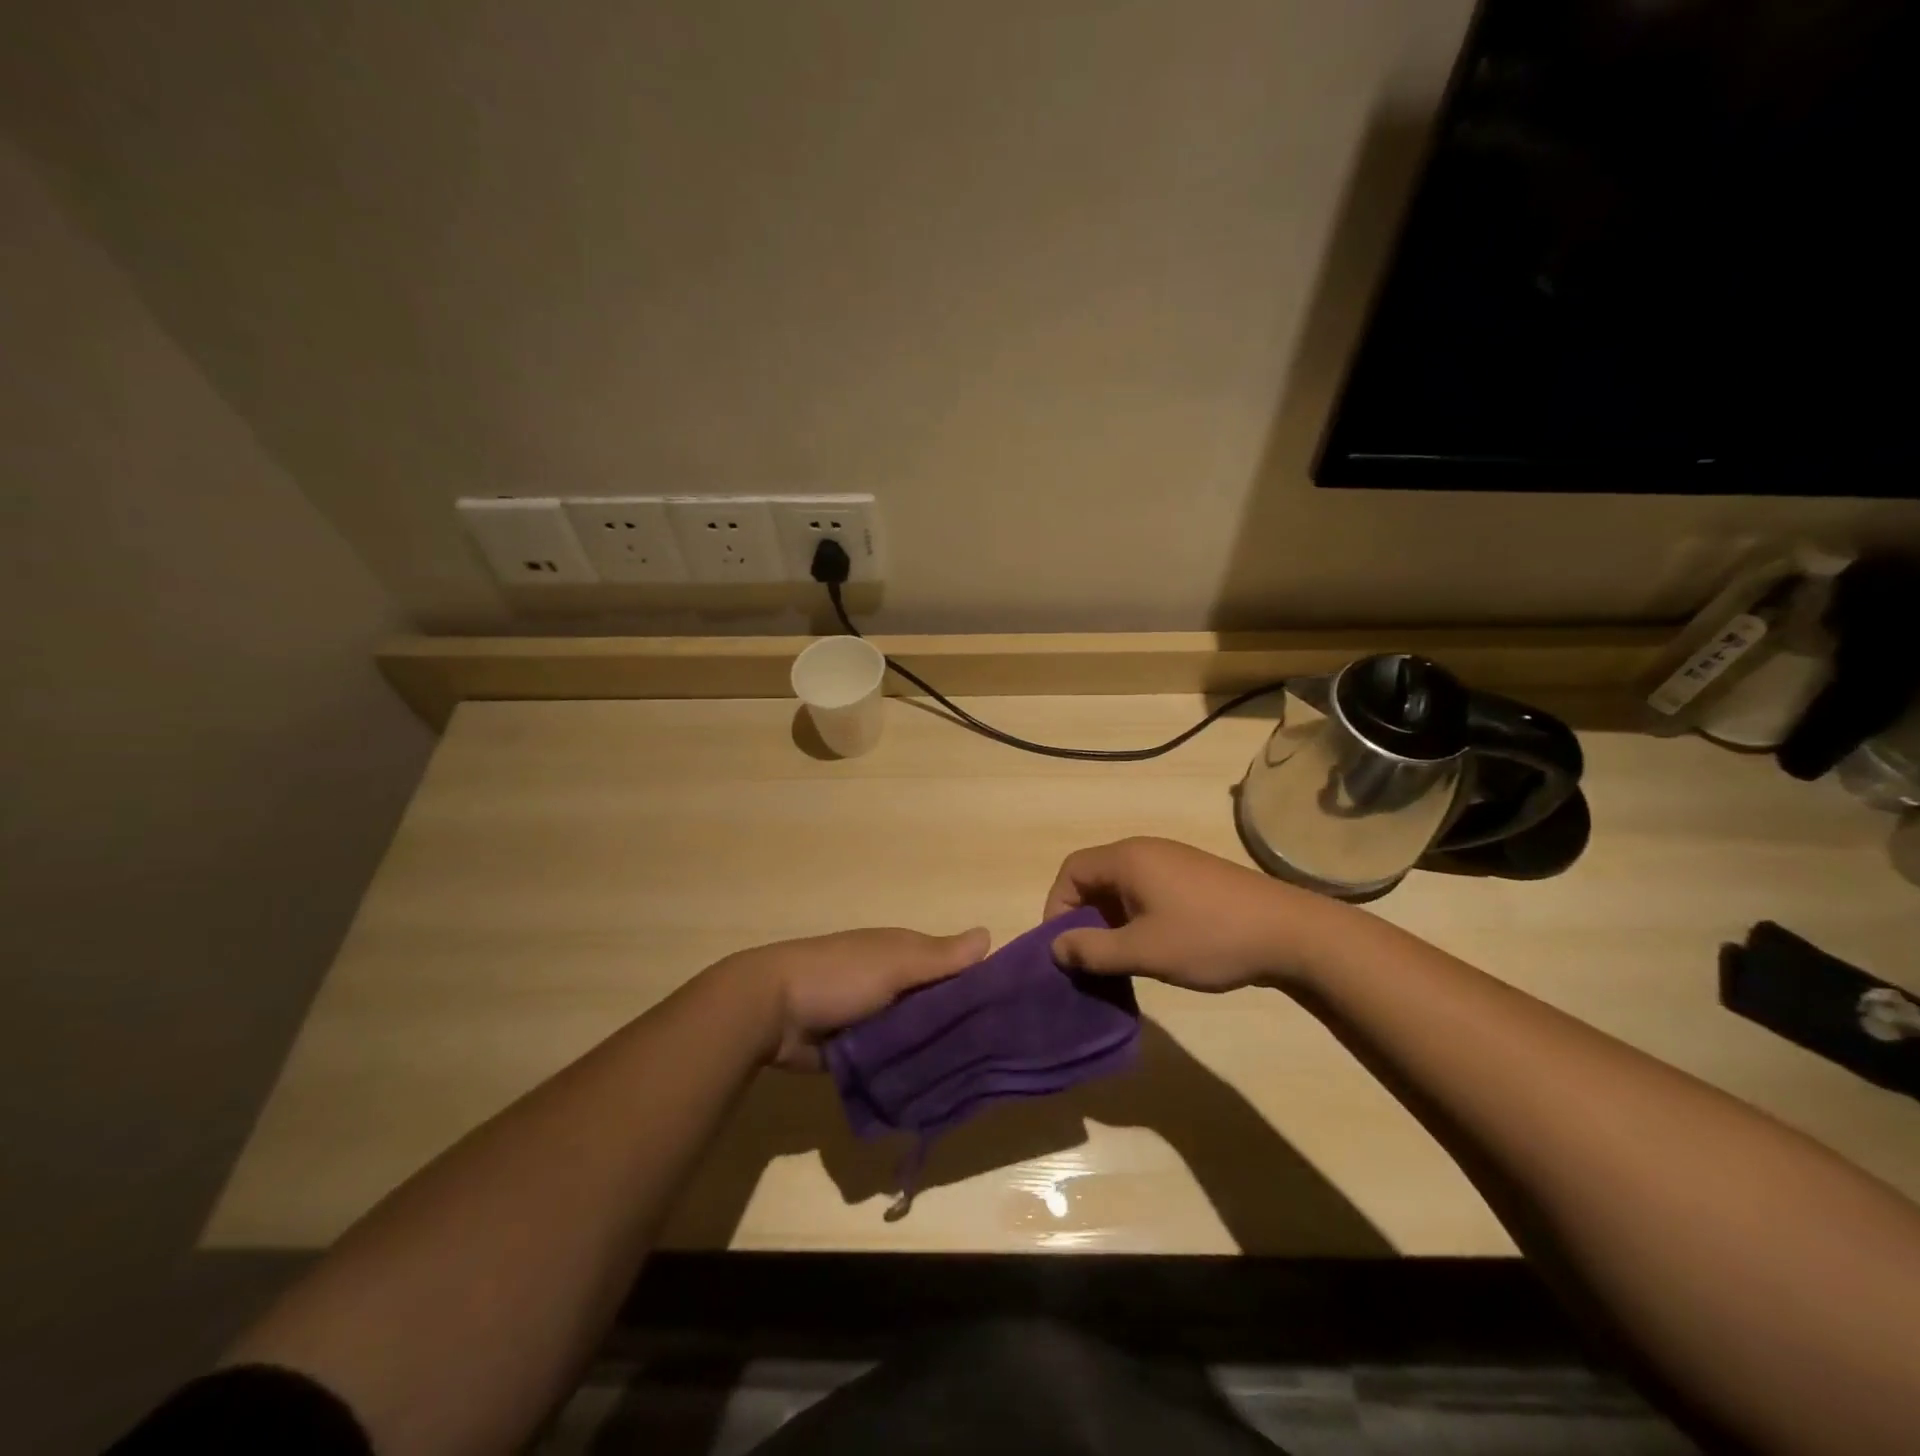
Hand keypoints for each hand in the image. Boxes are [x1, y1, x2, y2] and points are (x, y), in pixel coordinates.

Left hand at [728, 927, 990, 1071]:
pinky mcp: (860, 1050)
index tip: (1012, 1012)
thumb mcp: (894, 961)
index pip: (954, 966)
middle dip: (961, 1024)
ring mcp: (875, 1016)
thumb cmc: (839, 975)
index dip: (981, 983)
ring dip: (937, 1050)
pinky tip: (937, 1089)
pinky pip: (895, 1060)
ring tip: (975, 1078)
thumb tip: (990, 935)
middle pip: (938, 1002)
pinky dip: (910, 1069)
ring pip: (918, 1034)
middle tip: (999, 1056)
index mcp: (904, 953)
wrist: (771, 1011)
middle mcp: (894, 981)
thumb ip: (941, 957)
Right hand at [1042, 837, 1342, 992]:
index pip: (1071, 871)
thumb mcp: (1144, 951)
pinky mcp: (1194, 878)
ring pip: (1122, 887)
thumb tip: (1056, 948)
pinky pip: (1147, 892)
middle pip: (1095, 877)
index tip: (1062, 946)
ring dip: (1110, 921)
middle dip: (1083, 917)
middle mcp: (1146, 851)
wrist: (1291, 934)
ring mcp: (1173, 862)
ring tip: (1117, 959)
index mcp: (1128, 858)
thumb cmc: (1209, 938)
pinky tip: (1151, 949)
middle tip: (1087, 957)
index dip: (1057, 907)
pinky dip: (1135, 917)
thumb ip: (1093, 950)